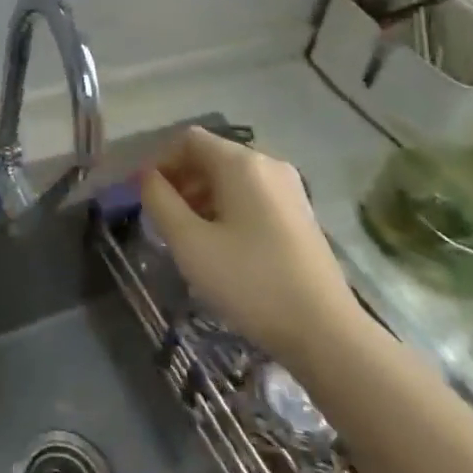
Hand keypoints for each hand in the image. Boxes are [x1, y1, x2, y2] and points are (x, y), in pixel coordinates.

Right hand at [140, 127, 361, 364]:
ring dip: (203, 196)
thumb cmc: (250, 282)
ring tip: (190, 237)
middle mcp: (268, 164)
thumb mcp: (190, 243)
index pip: (189, 139)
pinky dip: (228, 208)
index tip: (146, 197)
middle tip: (164, 220)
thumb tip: (147, 177)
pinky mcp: (301, 214)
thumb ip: (159, 201)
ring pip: (232, 177)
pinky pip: (253, 195)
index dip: (161, 162)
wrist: (327, 333)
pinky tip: (223, 246)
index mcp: (241, 163)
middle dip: (181, 181)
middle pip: (211, 156)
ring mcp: (290, 189)